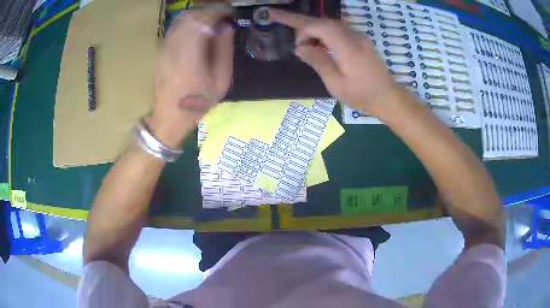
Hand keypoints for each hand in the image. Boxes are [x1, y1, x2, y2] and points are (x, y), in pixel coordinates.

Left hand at [148, 8, 234, 147]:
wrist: (168, 119)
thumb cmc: (197, 104)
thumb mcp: (221, 82)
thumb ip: (224, 51)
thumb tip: (226, 27)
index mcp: (190, 58)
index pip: (202, 21)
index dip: (218, 11)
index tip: (230, 10)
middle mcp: (174, 49)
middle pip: (190, 16)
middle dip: (208, 9)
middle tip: (223, 12)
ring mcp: (164, 49)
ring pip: (181, 19)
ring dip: (198, 13)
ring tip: (213, 18)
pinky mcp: (161, 51)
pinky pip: (175, 27)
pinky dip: (189, 21)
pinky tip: (199, 26)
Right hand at [270, 9, 397, 116]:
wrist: (387, 97)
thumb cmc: (362, 95)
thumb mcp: (336, 85)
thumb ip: (318, 62)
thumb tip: (300, 48)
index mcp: (348, 48)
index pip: (321, 27)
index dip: (304, 31)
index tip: (298, 47)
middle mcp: (354, 36)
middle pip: (322, 21)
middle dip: (298, 18)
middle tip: (275, 13)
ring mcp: (358, 36)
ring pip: (329, 24)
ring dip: (311, 26)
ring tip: (297, 35)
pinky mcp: (359, 40)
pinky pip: (337, 30)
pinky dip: (322, 32)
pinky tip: (316, 42)